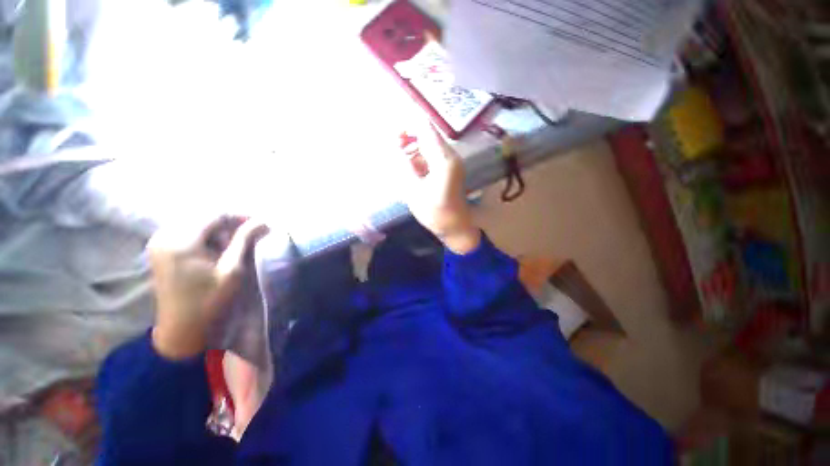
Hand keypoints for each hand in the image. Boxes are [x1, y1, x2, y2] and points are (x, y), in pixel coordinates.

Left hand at [148, 216, 269, 359]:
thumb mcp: (233, 269)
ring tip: (232, 248)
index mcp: (181, 241)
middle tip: (248, 238)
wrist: (181, 329)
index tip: (261, 225)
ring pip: (197, 224)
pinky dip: (206, 238)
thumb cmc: (210, 301)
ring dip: (218, 232)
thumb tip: (263, 221)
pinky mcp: (160, 250)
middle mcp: (165, 236)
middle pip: (205, 217)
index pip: (216, 215)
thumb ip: (245, 240)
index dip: (241, 217)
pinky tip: (215, 252)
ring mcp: (159, 243)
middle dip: (229, 225)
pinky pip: (187, 233)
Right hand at [400, 121, 480, 253]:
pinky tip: (409, 168)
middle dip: (408, 137)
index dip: (407, 126)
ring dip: (413, 148)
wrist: (456, 227)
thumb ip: (404, 166)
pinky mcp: (449, 170)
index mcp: (443, 160)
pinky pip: (432, 156)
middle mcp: (450, 156)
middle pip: (427, 135)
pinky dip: (419, 158)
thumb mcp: (414, 191)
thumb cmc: (435, 213)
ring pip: (429, 145)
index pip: (425, 129)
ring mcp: (451, 163)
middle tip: (392, 149)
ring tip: (398, 160)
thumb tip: (396, 147)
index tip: (391, 134)